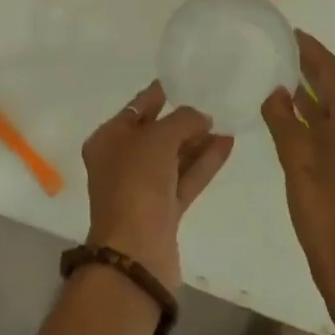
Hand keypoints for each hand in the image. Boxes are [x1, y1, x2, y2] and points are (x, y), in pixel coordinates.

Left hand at [81, 82, 235, 292]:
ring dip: (197, 141)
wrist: (136, 254)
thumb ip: (183, 120)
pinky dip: (204, 162)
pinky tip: (226, 145)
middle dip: (183, 120)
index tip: (182, 81)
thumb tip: (202, 118)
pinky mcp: (163, 211)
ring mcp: (142, 189)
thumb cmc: (137, 184)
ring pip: (173, 157)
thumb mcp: (158, 138)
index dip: (158, 95)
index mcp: (107, 140)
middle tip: (211, 103)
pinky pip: (185, 178)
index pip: (135, 109)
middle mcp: (121, 162)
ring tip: (225, 122)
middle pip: (156, 133)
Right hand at [262, 31, 334, 325]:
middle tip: (285, 58)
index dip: (310, 50)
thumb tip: (278, 90)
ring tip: (291, 88)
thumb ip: (283, 116)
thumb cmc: (324, 208)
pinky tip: (309, 123)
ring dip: (322, 100)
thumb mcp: (294, 158)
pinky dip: (332, 122)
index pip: (332, 69)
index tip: (292, 33)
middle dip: (314, 74)